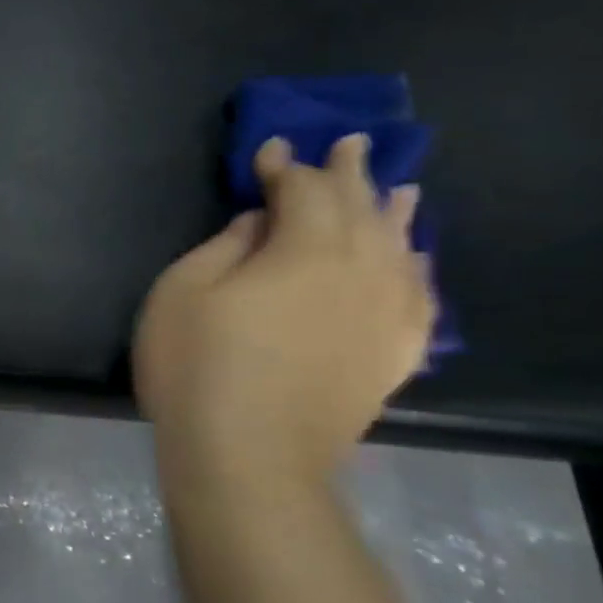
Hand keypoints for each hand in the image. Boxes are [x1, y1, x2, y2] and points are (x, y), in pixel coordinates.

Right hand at [134, 134, 433, 483]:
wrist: (250, 460)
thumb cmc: (199, 368)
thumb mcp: (182, 292)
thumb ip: (225, 246)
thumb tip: (262, 224)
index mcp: (306, 249)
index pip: (303, 190)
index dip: (284, 166)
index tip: (269, 149)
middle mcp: (361, 272)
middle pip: (362, 208)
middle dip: (350, 172)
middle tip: (351, 142)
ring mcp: (384, 317)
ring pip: (400, 248)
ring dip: (395, 213)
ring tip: (401, 188)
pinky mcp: (391, 356)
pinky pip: (419, 300)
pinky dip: (419, 272)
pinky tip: (416, 262)